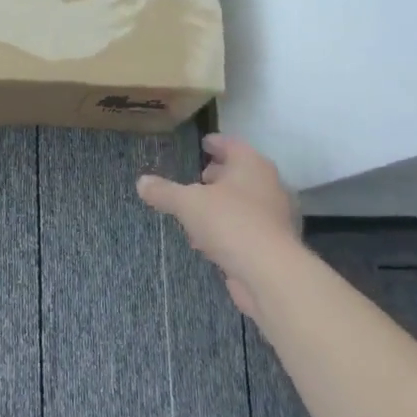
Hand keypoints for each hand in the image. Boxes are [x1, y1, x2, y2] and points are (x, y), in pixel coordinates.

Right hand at [137, 134, 299, 288]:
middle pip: (241, 173)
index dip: (215, 143)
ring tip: (197, 211)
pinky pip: (246, 227)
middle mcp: (269, 185)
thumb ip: (164, 191)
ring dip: (222, 204)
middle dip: (219, 175)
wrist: (269, 272)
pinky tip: (208, 240)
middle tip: (198, 178)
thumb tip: (141, 182)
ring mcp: (275, 215)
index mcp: (252, 165)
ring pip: (244, 202)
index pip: (232, 145)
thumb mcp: (187, 203)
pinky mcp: (274, 244)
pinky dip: (228, 227)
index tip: (203, 143)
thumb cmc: (229, 222)